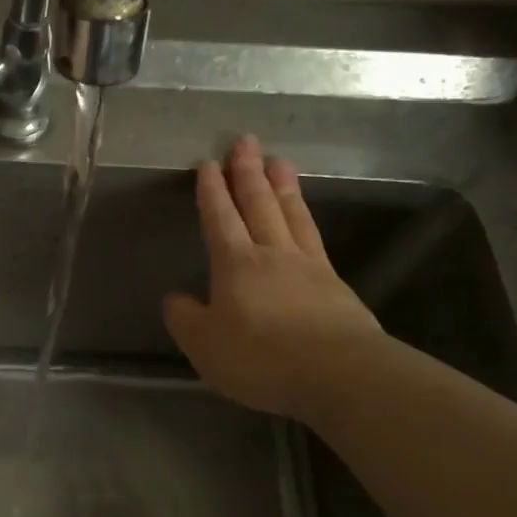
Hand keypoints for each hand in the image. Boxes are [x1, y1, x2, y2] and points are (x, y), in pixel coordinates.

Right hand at [163, 136, 382, 419]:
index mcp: (236, 264)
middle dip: (248, 172)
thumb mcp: (203, 344)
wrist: (339, 375)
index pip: (220, 218)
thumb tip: (177, 298)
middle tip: (245, 141)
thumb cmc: (260, 357)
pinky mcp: (336, 286)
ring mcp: (309, 267)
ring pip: (292, 215)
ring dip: (283, 186)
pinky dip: (306, 220)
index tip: (207, 164)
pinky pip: (315, 239)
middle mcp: (273, 255)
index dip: (212, 192)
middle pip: (259, 204)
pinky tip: (304, 219)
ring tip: (279, 161)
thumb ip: (185, 318)